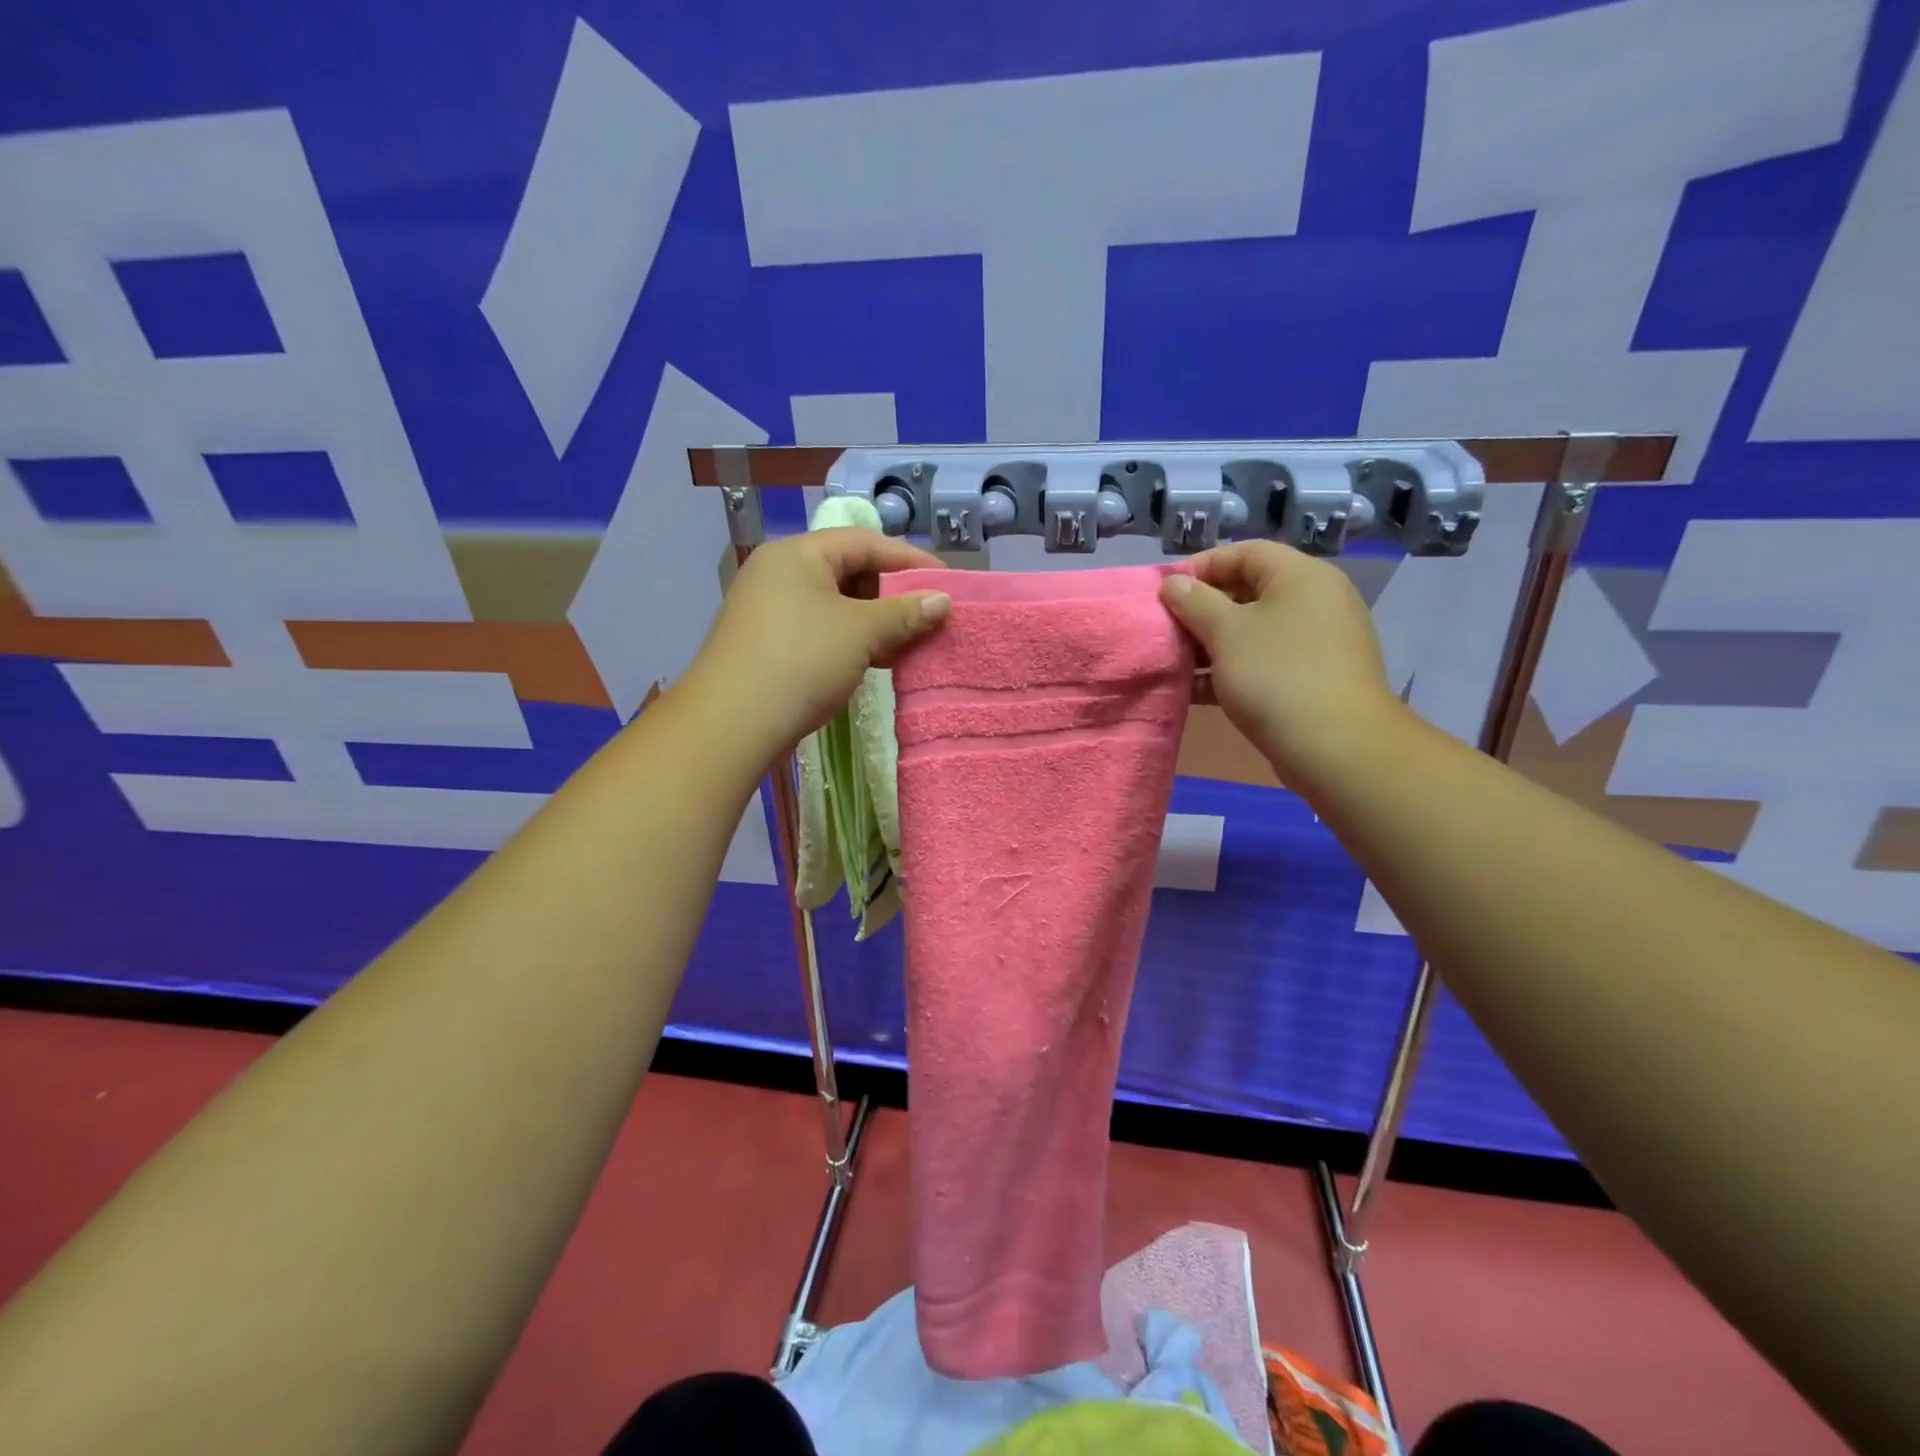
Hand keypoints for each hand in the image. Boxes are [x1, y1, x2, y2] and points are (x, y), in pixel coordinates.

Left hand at [684, 528, 950, 754]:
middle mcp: (780, 573)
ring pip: (838, 606)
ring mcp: (772, 611)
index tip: (948, 583)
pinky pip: (823, 631)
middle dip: (895, 594)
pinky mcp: (771, 645)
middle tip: (931, 615)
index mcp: (798, 554)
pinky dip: (854, 641)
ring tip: (913, 642)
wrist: (732, 724)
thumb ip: (905, 613)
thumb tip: (942, 601)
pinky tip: (880, 661)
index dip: (911, 561)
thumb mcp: (860, 632)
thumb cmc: (800, 661)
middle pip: (850, 572)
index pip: (865, 543)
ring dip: (877, 622)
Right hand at [1160, 540, 1403, 788]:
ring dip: (1212, 643)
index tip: (1165, 592)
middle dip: (1203, 609)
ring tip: (1176, 661)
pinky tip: (1197, 689)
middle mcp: (1316, 600)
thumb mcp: (1226, 632)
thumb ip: (1194, 602)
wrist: (1335, 747)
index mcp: (1301, 576)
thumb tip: (1174, 583)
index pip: (1244, 553)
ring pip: (1254, 631)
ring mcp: (1318, 641)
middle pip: (1249, 591)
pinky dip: (1232, 669)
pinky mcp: (1313, 677)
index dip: (1201, 567)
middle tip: (1167, 629)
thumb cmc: (1276, 676)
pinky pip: (1265, 661)